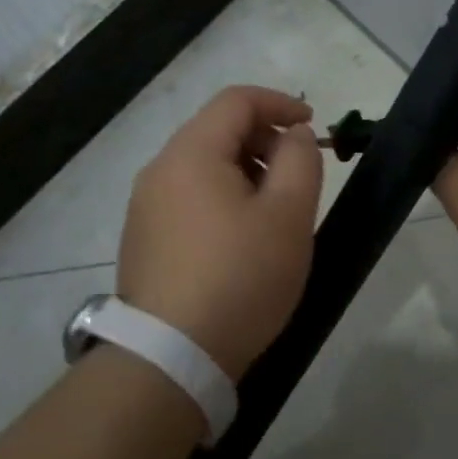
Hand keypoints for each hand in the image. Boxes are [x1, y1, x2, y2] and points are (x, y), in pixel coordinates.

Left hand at [118, 86, 322, 378]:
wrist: (170, 357)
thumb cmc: (241, 277)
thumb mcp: (289, 216)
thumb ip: (301, 161)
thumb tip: (294, 135)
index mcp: (191, 154)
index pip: (237, 100)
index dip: (281, 104)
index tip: (314, 127)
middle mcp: (160, 170)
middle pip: (217, 130)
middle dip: (265, 139)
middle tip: (299, 175)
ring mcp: (145, 206)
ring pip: (203, 165)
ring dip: (246, 170)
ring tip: (275, 209)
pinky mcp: (143, 238)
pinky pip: (188, 196)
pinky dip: (222, 196)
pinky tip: (242, 237)